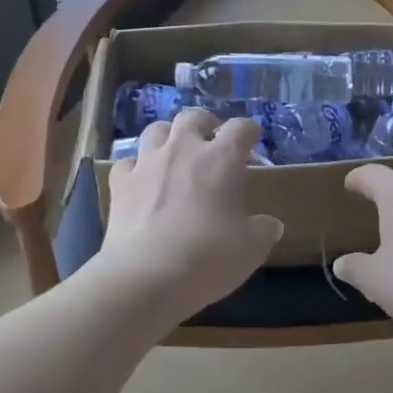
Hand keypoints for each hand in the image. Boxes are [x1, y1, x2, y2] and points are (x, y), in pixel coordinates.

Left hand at [94, 108, 283, 326]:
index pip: (240, 128)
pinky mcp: (120, 183)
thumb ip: (263, 231)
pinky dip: (136, 168)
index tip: (251, 140)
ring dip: (168, 137)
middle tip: (210, 140)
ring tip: (174, 153)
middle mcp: (183, 150)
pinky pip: (127, 162)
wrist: (146, 276)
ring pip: (156, 130)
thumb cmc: (208, 258)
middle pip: (193, 117)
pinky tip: (141, 181)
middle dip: (205, 124)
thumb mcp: (250, 249)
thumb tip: (271, 225)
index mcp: (221, 159)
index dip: (248, 131)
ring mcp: (147, 163)